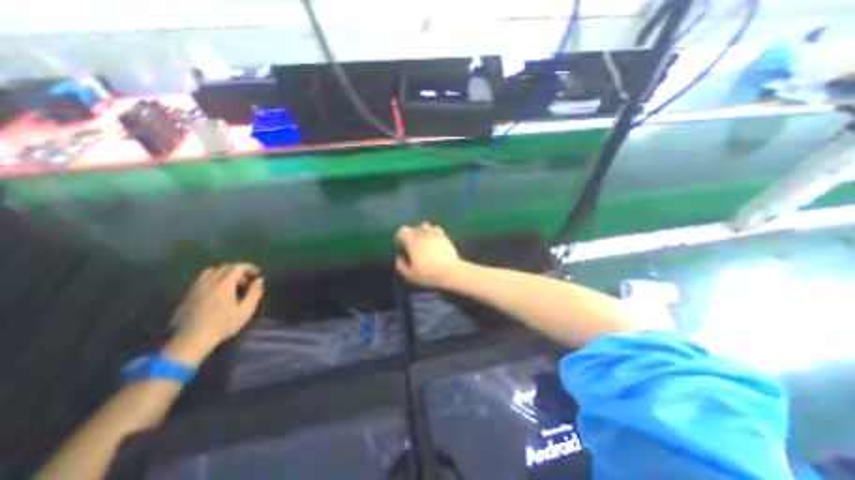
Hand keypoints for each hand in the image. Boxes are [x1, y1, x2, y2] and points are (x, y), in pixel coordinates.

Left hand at [166, 267, 262, 359]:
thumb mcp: (246, 310)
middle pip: (224, 267)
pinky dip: (213, 279)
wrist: (192, 340)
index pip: (237, 267)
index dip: (249, 267)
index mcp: (224, 284)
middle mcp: (209, 282)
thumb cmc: (223, 324)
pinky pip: (202, 279)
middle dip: (238, 270)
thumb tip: (259, 280)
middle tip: (246, 280)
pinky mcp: (188, 295)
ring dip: (224, 273)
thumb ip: (254, 293)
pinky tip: (217, 290)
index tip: (257, 273)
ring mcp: (196, 288)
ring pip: (211, 271)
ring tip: (231, 283)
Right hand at [396, 222, 464, 286]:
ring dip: (421, 231)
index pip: (403, 231)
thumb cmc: (428, 274)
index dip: (399, 237)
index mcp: (413, 243)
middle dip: (410, 235)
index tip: (401, 246)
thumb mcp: (410, 275)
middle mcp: (423, 235)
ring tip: (422, 240)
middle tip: (412, 245)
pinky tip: (433, 239)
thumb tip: (399, 257)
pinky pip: (436, 228)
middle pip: (413, 227)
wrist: (450, 272)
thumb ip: (401, 266)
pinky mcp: (444, 237)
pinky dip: (432, 231)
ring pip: (425, 225)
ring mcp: (435, 235)